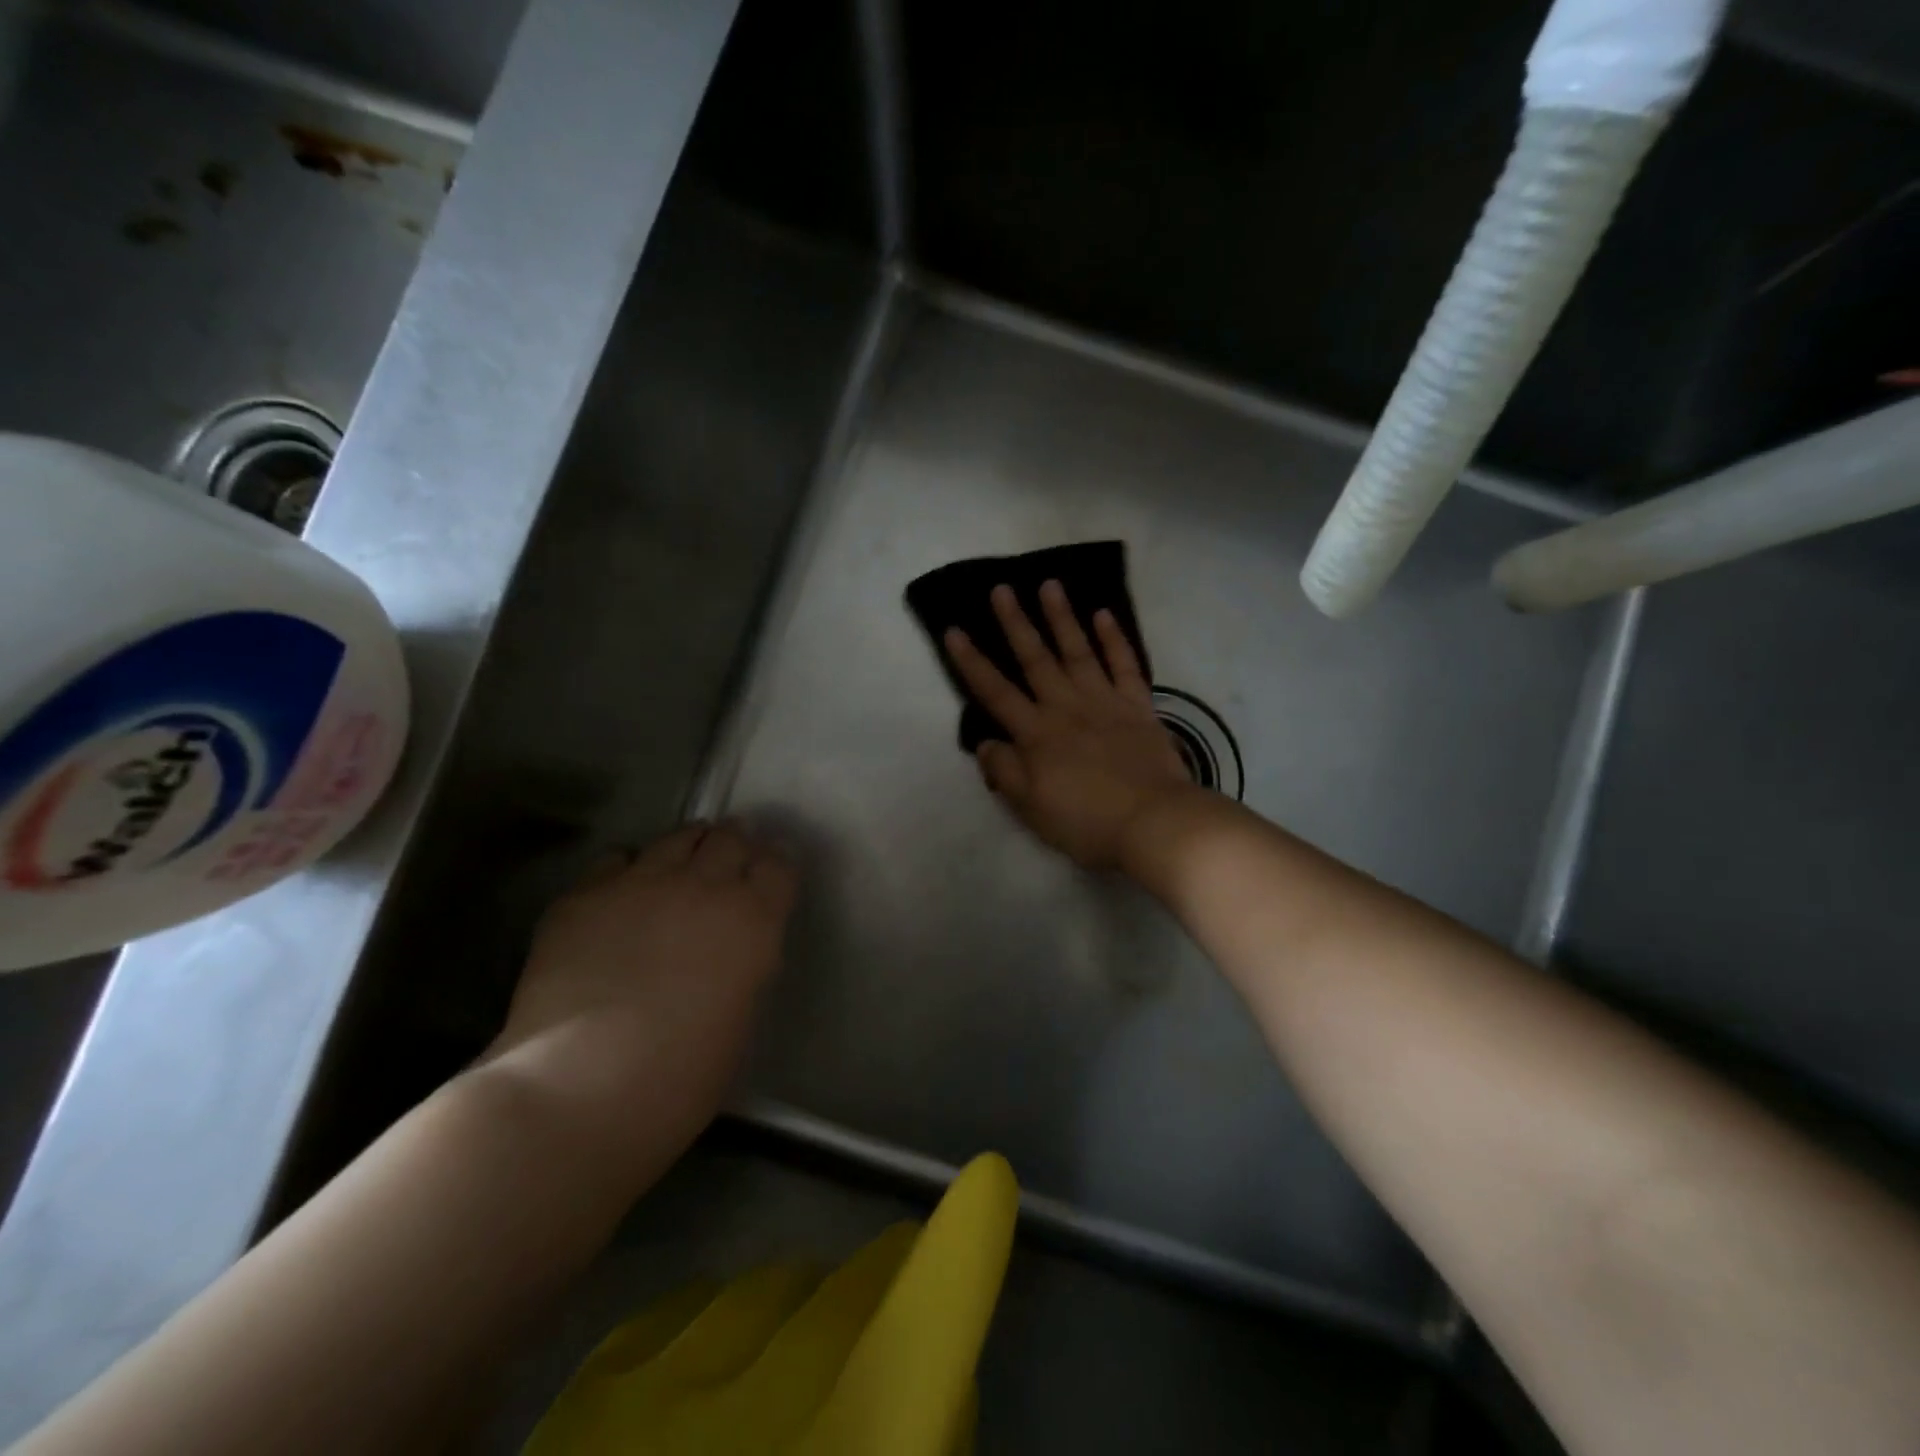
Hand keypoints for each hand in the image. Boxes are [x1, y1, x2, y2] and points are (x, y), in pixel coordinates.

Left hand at [484, 823, 795, 1148]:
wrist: (577, 1090)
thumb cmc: (679, 1079)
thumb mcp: (740, 1019)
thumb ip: (744, 967)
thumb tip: (733, 950)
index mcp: (752, 920)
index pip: (779, 865)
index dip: (777, 865)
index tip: (772, 874)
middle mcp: (703, 887)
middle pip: (730, 838)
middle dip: (736, 843)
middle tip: (731, 857)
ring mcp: (641, 883)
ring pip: (676, 837)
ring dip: (689, 845)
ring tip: (683, 862)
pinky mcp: (585, 895)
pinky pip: (616, 858)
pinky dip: (628, 868)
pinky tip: (622, 892)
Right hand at [944, 580, 1200, 869]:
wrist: (1153, 822)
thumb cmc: (1086, 820)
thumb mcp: (1031, 808)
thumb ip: (1005, 772)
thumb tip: (985, 743)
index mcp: (1036, 734)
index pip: (995, 692)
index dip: (972, 662)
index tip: (954, 630)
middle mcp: (1066, 707)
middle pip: (1035, 659)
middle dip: (1015, 623)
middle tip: (1001, 588)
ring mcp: (1105, 702)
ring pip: (1078, 652)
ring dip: (1062, 617)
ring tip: (1049, 585)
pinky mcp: (1138, 706)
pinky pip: (1125, 665)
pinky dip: (1114, 639)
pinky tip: (1104, 614)